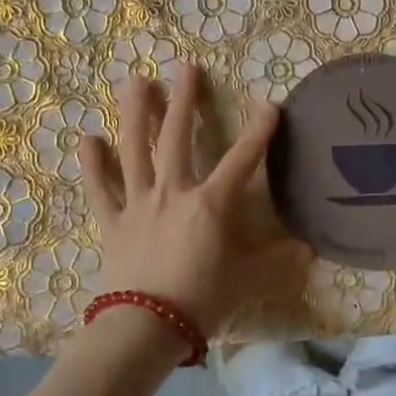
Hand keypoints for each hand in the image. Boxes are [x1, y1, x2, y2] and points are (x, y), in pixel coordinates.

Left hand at [78, 65, 310, 335]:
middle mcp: (173, 192)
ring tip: (135, 82)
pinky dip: (92, 165)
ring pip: (134, 150)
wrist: (145, 327)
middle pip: (177, 137)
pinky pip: (99, 188)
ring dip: (135, 114)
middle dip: (183, 100)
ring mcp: (138, 204)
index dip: (259, 131)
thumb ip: (278, 261)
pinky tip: (86, 138)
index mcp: (210, 204)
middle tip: (184, 67)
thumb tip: (309, 249)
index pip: (241, 159)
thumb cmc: (201, 300)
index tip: (270, 104)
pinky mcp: (112, 222)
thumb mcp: (247, 280)